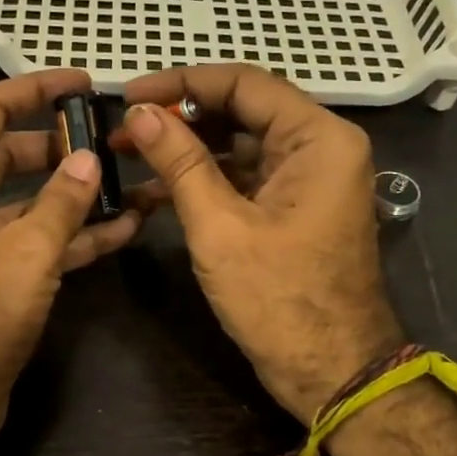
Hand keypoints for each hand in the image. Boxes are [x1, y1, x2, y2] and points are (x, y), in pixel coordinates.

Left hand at [0, 71, 142, 455]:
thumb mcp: (22, 254)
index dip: (34, 89)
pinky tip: (125, 227)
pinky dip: (77, 236)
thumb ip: (61, 203)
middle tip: (116, 136)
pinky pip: (41, 245)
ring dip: (78, 193)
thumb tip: (87, 158)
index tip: (84, 83)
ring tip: (134, 179)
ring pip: (33, 203)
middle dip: (62, 143)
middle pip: (13, 154)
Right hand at [119, 65, 403, 423]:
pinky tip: (155, 192)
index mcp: (318, 139)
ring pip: (240, 146)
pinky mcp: (294, 209)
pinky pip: (245, 179)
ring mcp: (308, 180)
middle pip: (243, 111)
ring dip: (188, 152)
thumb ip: (180, 162)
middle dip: (181, 119)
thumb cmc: (280, 300)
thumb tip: (139, 112)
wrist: (332, 372)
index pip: (243, 84)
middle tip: (124, 129)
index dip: (181, 83)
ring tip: (130, 157)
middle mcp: (320, 148)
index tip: (130, 93)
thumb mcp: (220, 227)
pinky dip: (205, 182)